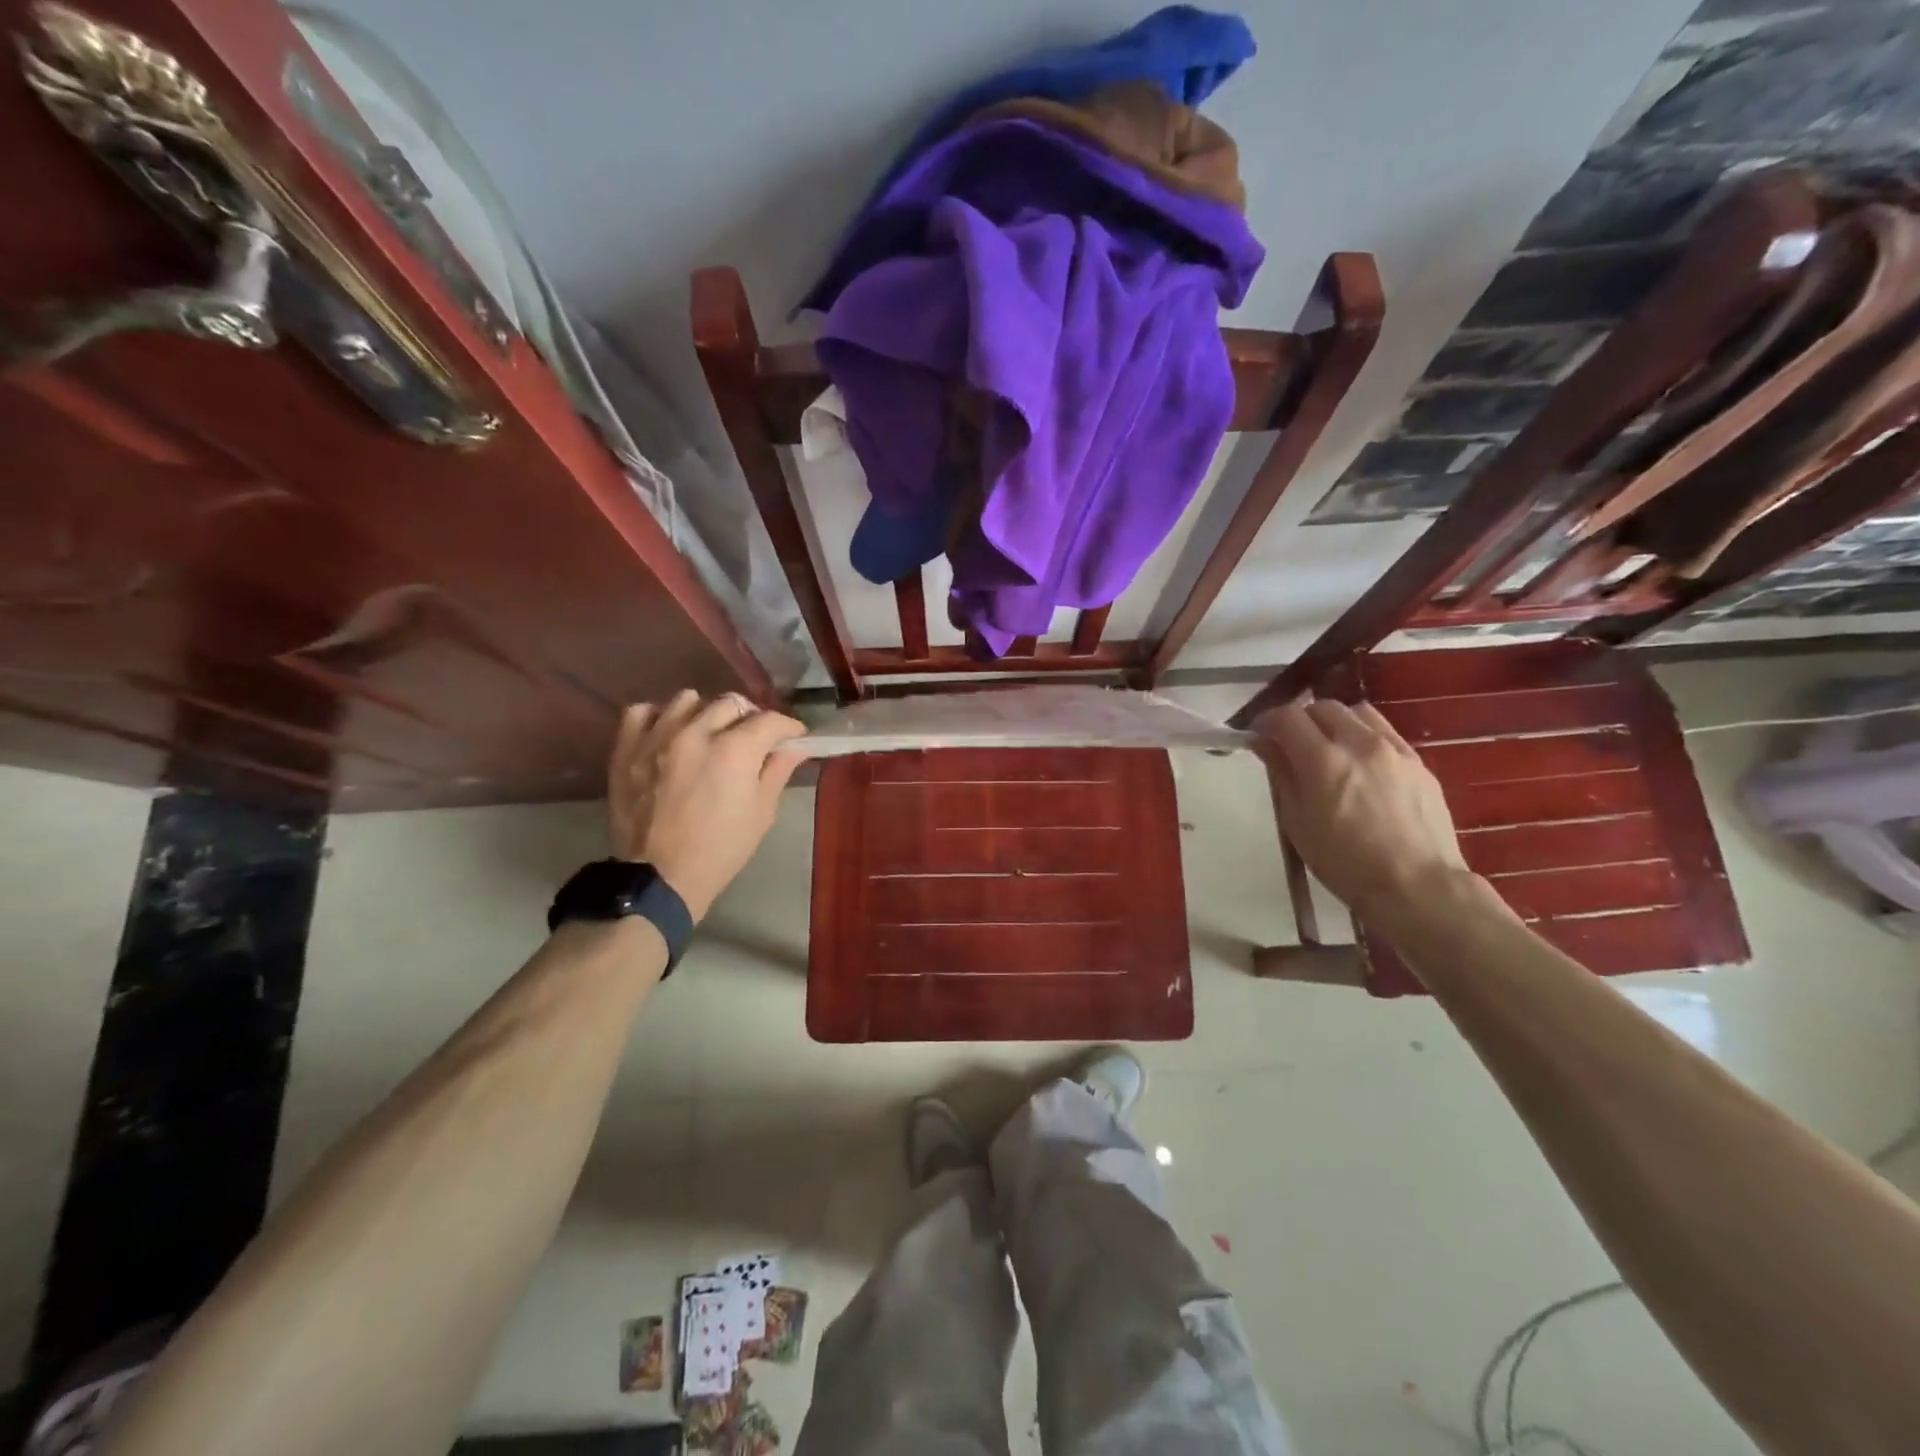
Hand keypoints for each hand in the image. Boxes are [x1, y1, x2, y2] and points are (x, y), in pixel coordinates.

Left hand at [608, 691, 807, 921]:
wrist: (660, 877)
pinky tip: (668, 735)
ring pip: (688, 700)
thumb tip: (794, 747)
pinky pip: (642, 711)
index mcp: (735, 750)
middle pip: (731, 704)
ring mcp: (657, 736)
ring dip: (705, 714)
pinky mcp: (627, 748)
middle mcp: (696, 732)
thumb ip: (777, 771)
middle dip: (749, 719)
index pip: (770, 720)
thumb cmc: (720, 849)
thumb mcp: (761, 813)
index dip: (788, 728)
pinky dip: (659, 717)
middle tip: (752, 740)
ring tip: (708, 735)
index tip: (792, 738)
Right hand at [1252, 699, 1471, 922]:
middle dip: (1300, 720)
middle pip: (1322, 707)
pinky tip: (1361, 764)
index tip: (1258, 736)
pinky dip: (1363, 736)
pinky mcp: (1418, 762)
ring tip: (1328, 748)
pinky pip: (1384, 732)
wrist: (1417, 886)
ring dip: (1334, 722)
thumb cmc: (1344, 863)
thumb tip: (1265, 743)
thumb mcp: (1297, 822)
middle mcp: (1359, 743)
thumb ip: (1281, 774)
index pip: (1287, 717)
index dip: (1266, 721)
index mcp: (1322, 760)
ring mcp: (1393, 749)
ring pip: (1356, 713)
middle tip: (1290, 745)